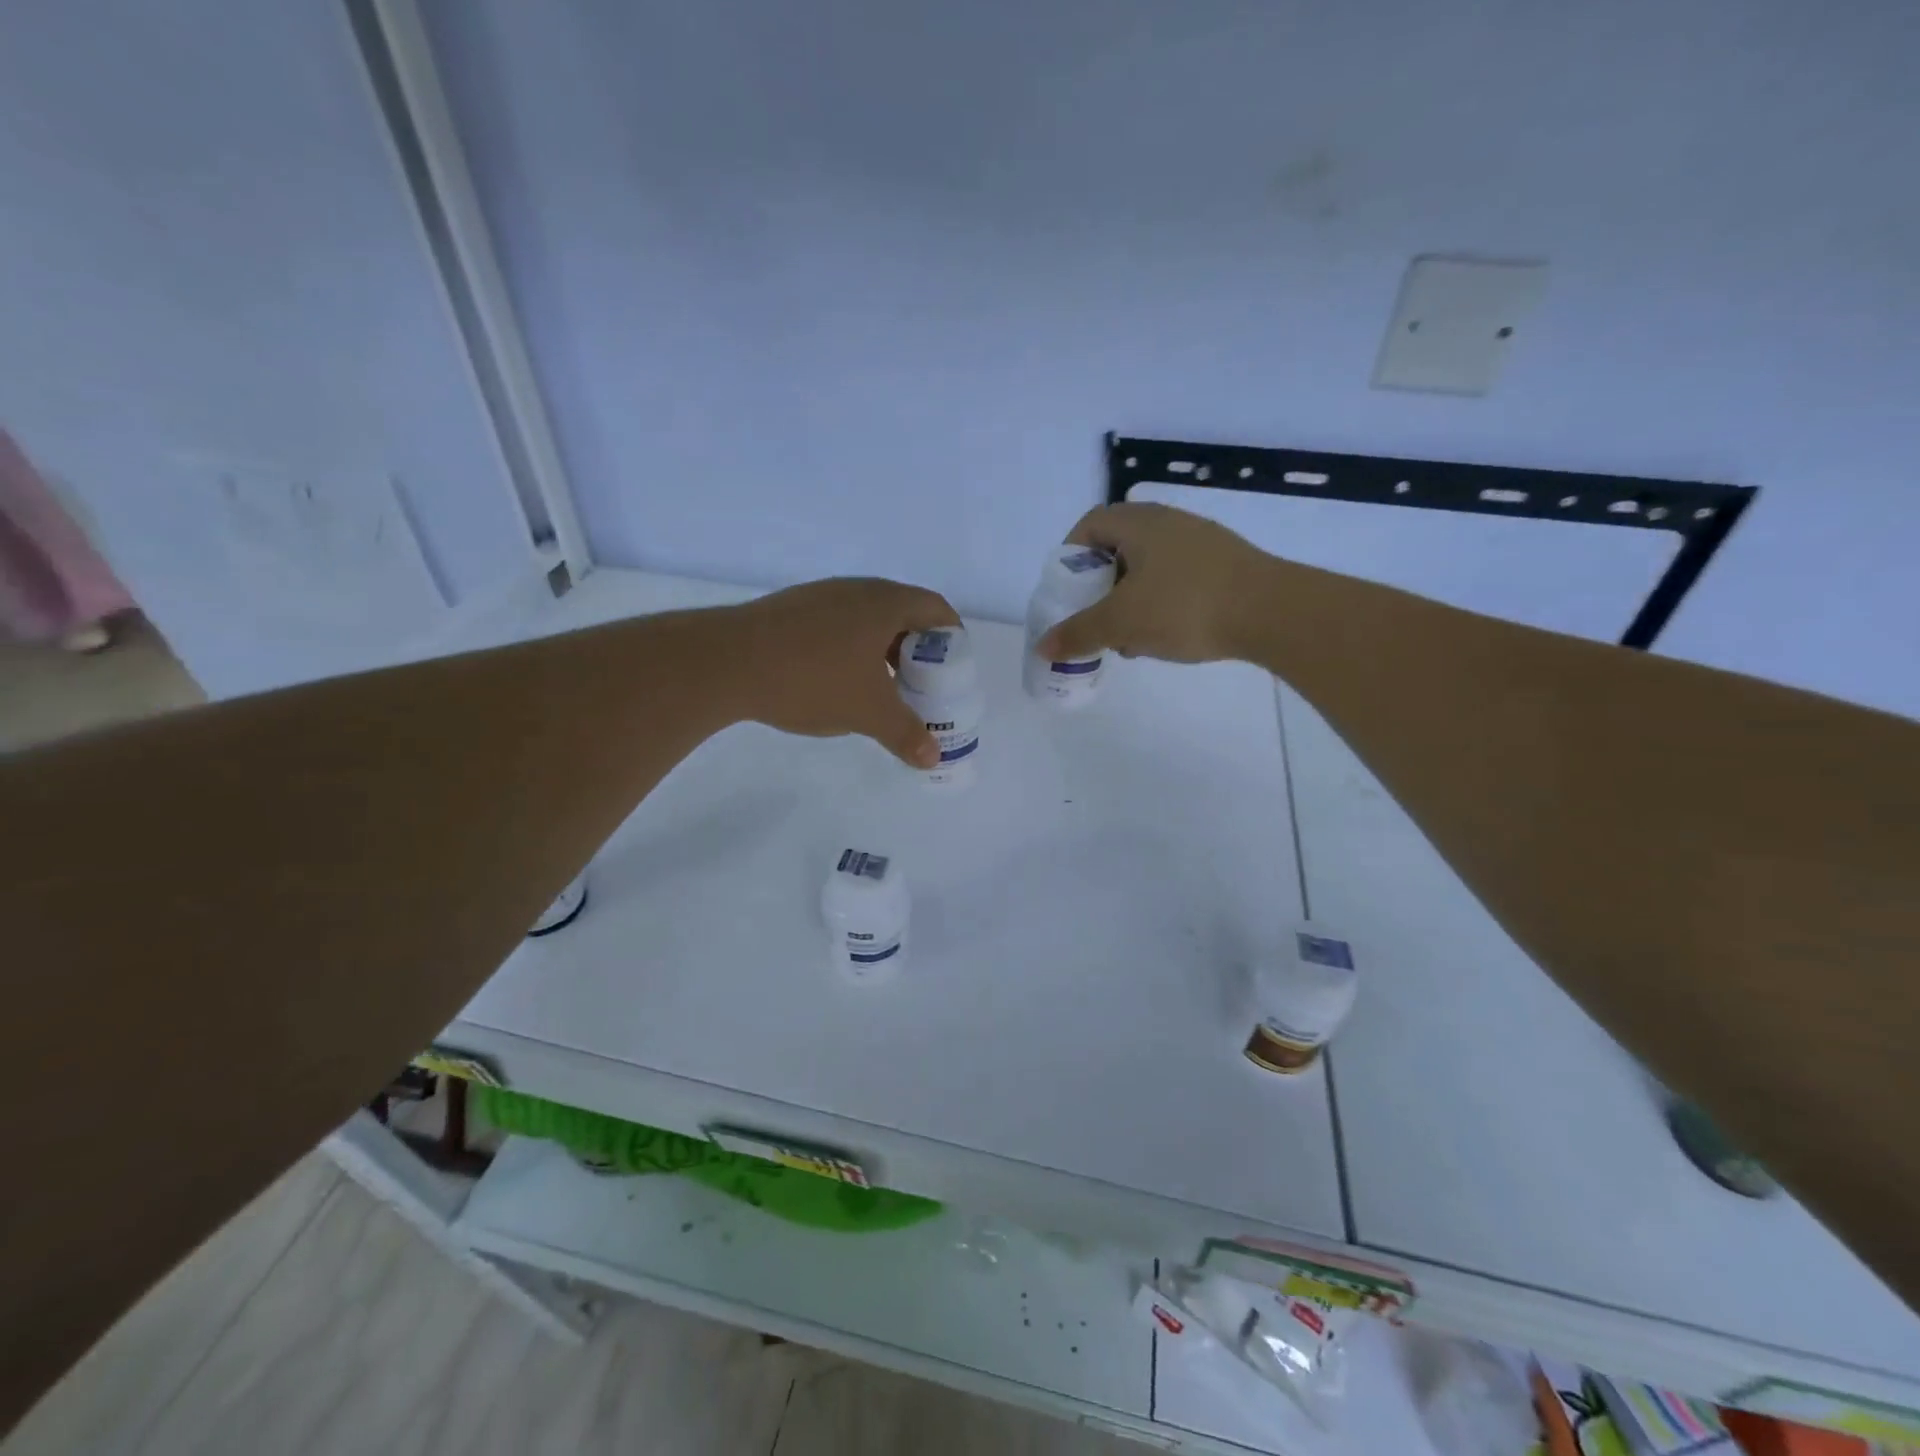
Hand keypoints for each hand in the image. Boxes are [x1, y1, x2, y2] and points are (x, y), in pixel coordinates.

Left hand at [726, 577, 959, 767]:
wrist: (727, 662)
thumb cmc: (812, 679)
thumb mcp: (868, 712)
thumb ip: (906, 734)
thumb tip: (933, 757)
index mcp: (885, 603)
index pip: (936, 608)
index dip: (953, 637)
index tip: (955, 668)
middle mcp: (856, 590)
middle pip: (903, 612)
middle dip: (918, 649)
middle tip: (922, 684)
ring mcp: (821, 596)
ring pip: (867, 620)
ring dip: (883, 650)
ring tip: (882, 687)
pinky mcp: (792, 609)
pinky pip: (838, 625)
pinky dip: (852, 649)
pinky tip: (838, 680)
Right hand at [1037, 503, 1274, 663]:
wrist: (1272, 612)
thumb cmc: (1185, 607)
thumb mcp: (1121, 623)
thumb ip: (1079, 633)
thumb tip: (1043, 647)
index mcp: (1139, 523)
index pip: (1090, 524)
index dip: (1070, 555)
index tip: (1066, 591)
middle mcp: (1169, 522)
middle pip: (1118, 547)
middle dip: (1099, 585)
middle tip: (1094, 617)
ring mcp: (1201, 541)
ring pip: (1148, 566)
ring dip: (1129, 598)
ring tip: (1128, 637)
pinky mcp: (1224, 564)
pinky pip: (1176, 577)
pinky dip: (1159, 602)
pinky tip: (1165, 636)